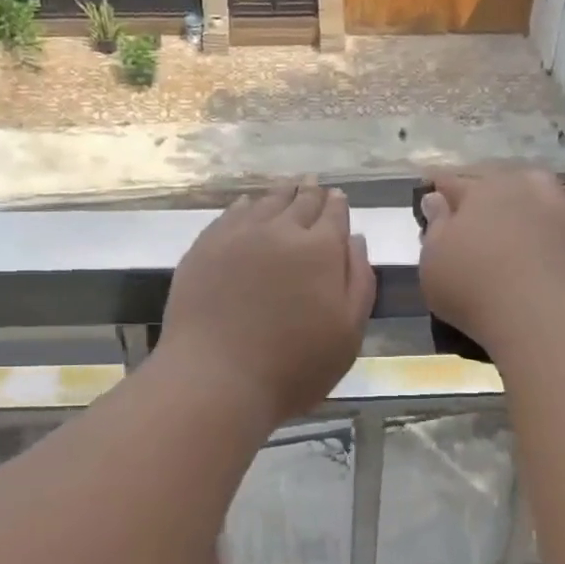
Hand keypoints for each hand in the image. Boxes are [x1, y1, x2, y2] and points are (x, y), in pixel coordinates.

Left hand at [160, 182, 375, 426]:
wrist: (216, 378)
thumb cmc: (294, 366)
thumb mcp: (348, 332)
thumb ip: (359, 281)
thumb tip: (355, 239)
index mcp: (321, 249)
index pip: (334, 214)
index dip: (337, 205)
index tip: (338, 198)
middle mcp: (280, 230)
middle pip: (300, 202)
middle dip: (311, 194)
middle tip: (314, 185)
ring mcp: (238, 236)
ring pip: (265, 203)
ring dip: (280, 195)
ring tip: (287, 189)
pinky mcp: (205, 248)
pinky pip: (230, 215)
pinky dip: (245, 206)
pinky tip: (247, 207)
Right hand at [418, 169, 564, 355]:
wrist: (543, 316)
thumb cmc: (474, 290)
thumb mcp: (434, 264)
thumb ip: (435, 228)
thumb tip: (436, 198)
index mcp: (478, 194)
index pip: (452, 183)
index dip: (440, 185)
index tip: (432, 185)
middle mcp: (521, 190)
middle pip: (500, 178)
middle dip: (485, 185)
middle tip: (476, 198)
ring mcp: (562, 208)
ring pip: (543, 184)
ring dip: (531, 187)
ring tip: (524, 196)